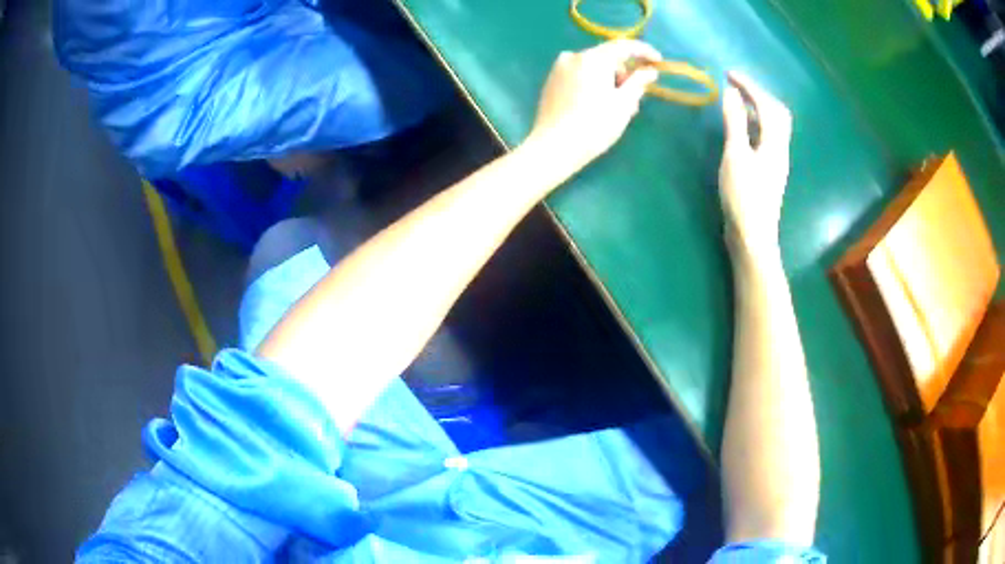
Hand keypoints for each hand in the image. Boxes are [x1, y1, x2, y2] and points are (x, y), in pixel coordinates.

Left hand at [529, 40, 661, 166]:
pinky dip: (594, 85)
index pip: (624, 46)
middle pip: (608, 58)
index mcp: (592, 58)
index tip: (658, 61)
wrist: (553, 147)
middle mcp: (573, 57)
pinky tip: (598, 106)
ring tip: (617, 109)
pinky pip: (580, 76)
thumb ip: (638, 82)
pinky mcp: (552, 82)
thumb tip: (650, 70)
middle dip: (625, 74)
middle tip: (635, 100)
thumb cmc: (594, 126)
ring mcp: (559, 69)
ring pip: (594, 68)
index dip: (644, 52)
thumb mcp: (623, 104)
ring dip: (610, 82)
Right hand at [719, 72, 792, 259]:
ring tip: (736, 100)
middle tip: (736, 85)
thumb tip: (731, 93)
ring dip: (757, 108)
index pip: (767, 105)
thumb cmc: (744, 196)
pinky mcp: (769, 171)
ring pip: (773, 125)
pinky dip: (755, 123)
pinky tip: (741, 127)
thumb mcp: (736, 155)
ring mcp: (776, 161)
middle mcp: (780, 149)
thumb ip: (735, 122)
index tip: (728, 74)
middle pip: (778, 113)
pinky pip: (766, 137)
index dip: (749, 86)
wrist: (753, 235)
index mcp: (774, 143)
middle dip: (758, 94)